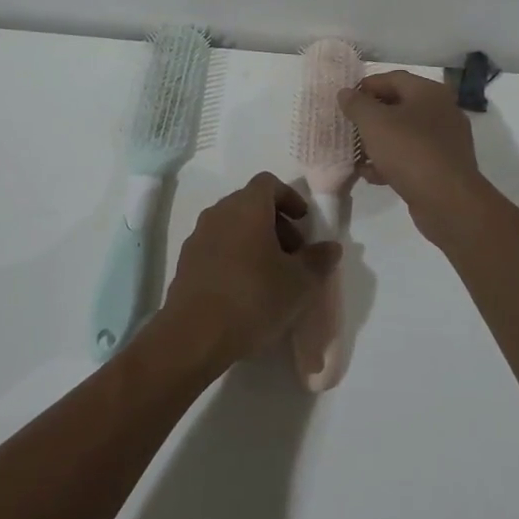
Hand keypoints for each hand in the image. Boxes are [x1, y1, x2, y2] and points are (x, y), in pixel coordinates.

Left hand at [158, 173, 341, 367]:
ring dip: (255, 240)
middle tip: (294, 253)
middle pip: (251, 203)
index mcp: (247, 206)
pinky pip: (217, 246)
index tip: (304, 221)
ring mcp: (199, 236)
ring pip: (233, 225)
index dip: (290, 197)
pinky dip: (235, 255)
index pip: (269, 183)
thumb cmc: (253, 298)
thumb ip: (318, 260)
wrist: (193, 335)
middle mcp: (220, 212)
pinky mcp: (186, 261)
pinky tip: (245, 289)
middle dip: (276, 222)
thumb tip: (331, 247)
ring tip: (272, 274)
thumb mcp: (299, 283)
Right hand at [338, 71, 495, 246]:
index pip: (393, 78)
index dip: (366, 86)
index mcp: (429, 92)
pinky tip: (372, 175)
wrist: (447, 201)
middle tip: (349, 127)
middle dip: (371, 117)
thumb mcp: (374, 123)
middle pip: (399, 106)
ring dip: (378, 142)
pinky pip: (412, 156)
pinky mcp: (443, 166)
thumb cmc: (409, 151)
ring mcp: (445, 140)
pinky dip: (392, 161)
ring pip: (404, 134)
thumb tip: (345, 93)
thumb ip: (356, 104)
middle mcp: (442, 111)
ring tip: (356, 154)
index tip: (345, 100)